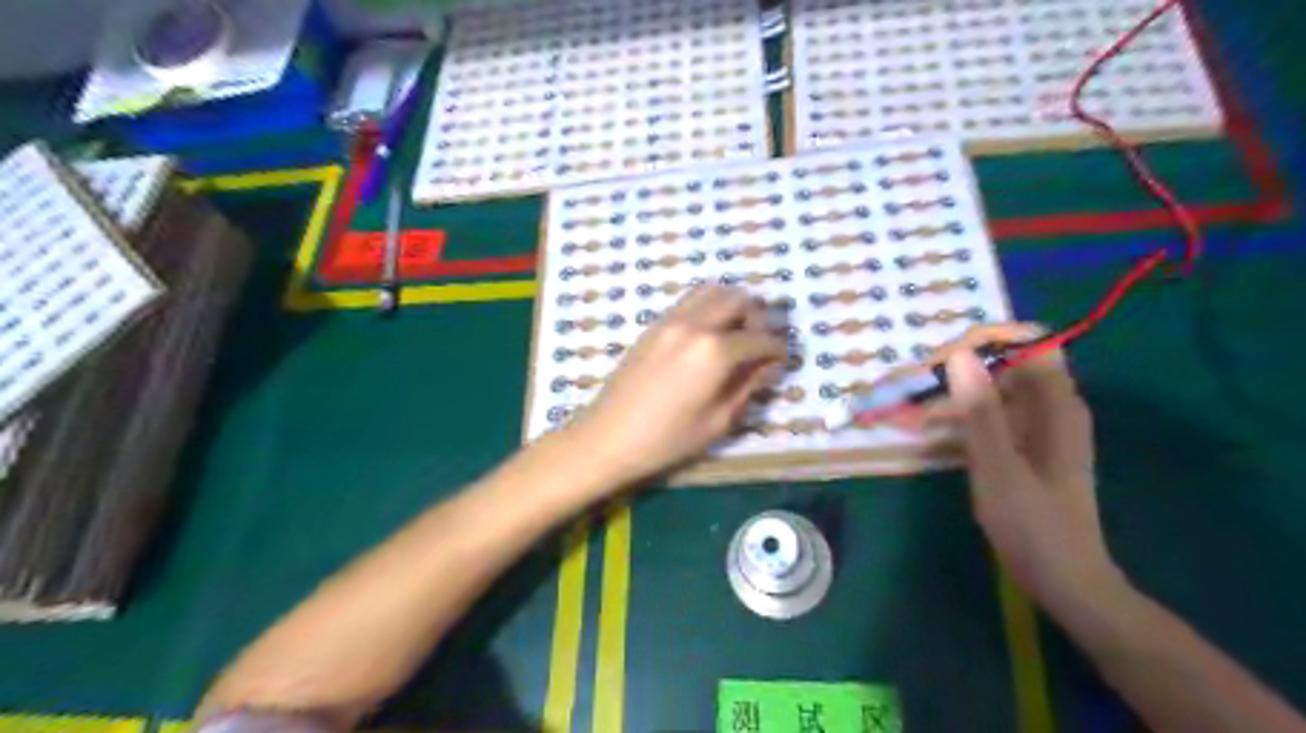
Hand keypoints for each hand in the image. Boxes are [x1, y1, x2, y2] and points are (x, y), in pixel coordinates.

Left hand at [570, 287, 784, 486]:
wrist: (609, 437)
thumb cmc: (668, 439)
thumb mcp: (719, 420)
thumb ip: (749, 386)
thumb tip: (770, 366)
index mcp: (715, 351)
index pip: (760, 339)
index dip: (778, 349)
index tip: (782, 360)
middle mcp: (694, 324)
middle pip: (739, 299)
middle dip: (758, 317)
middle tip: (758, 344)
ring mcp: (670, 320)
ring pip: (711, 290)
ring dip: (731, 306)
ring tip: (733, 335)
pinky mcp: (653, 325)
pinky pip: (688, 301)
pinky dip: (707, 308)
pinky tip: (707, 337)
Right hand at [922, 328, 1126, 605]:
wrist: (1064, 580)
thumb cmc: (1033, 524)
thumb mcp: (998, 465)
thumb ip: (979, 409)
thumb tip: (959, 354)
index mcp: (1057, 405)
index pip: (1030, 342)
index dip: (987, 340)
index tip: (943, 358)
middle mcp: (1052, 407)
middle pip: (1006, 365)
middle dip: (959, 370)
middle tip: (915, 389)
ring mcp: (1039, 427)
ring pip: (993, 391)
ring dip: (953, 397)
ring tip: (913, 414)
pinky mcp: (1026, 447)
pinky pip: (991, 417)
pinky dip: (961, 419)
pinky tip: (932, 433)